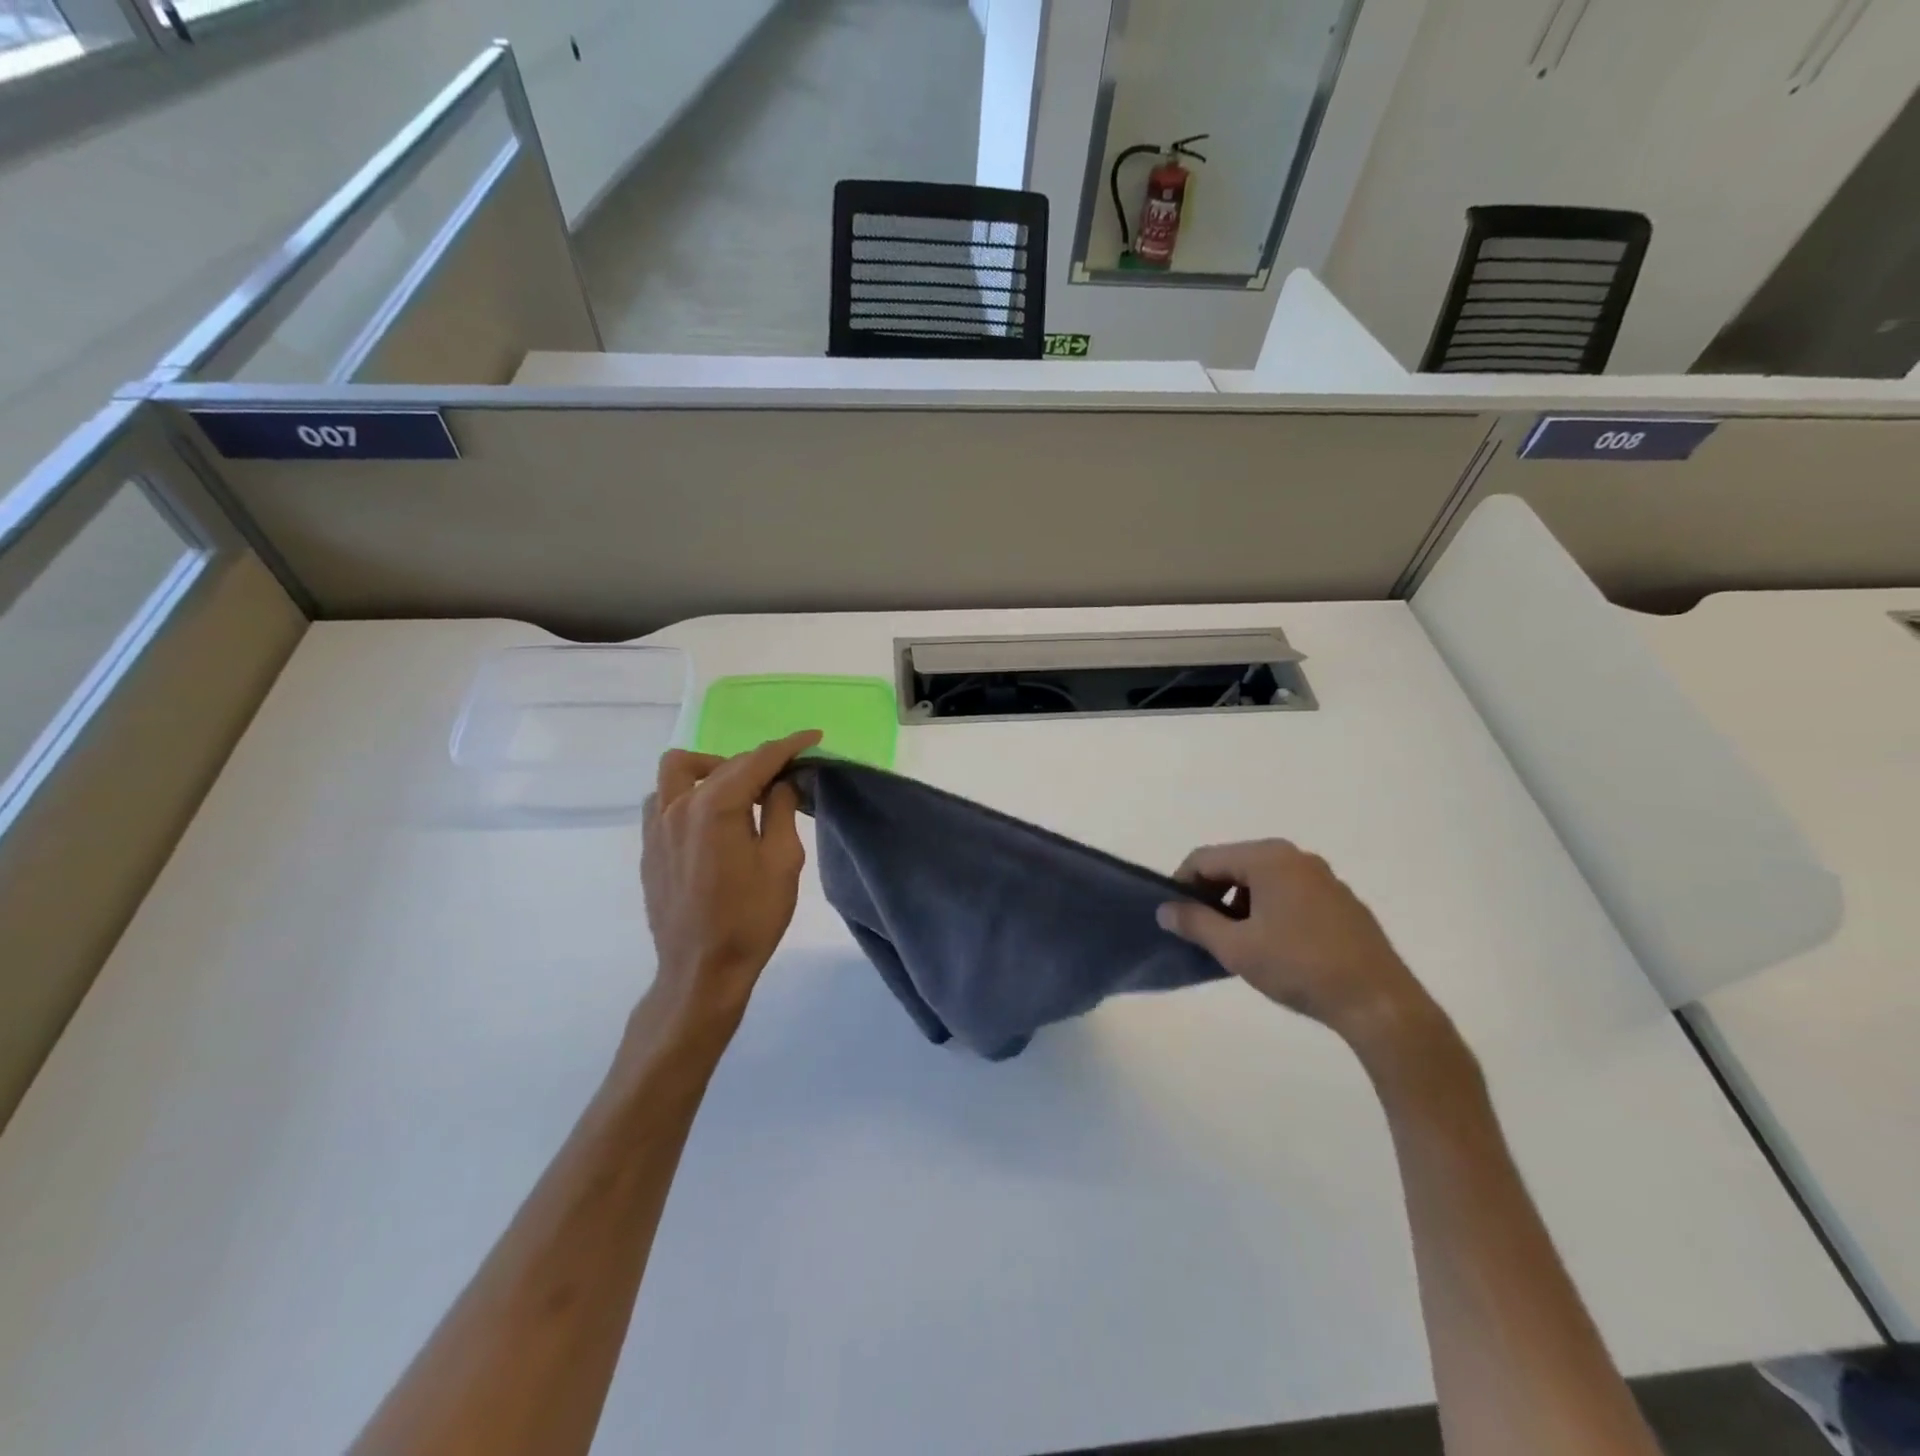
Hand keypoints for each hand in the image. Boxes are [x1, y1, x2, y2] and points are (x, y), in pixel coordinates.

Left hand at [639, 731, 821, 1030]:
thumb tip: (780, 782)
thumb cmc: (750, 918)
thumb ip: (780, 810)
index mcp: (714, 807)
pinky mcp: (648, 847)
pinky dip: (689, 794)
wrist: (701, 970)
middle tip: (786, 779)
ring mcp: (656, 827)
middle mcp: (678, 806)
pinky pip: (663, 800)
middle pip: (721, 763)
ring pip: (678, 771)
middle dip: (757, 762)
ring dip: (712, 770)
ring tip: (739, 793)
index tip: (813, 737)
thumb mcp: (783, 861)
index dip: (788, 746)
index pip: (757, 761)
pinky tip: (711, 820)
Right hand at [1157, 840, 1437, 1050]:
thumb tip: (1165, 910)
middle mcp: (1295, 857)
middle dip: (1211, 894)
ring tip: (1235, 942)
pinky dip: (1268, 910)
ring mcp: (1323, 878)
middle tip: (1201, 930)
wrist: (1378, 1001)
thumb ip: (1195, 923)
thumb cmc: (1299, 966)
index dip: (1181, 884)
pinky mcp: (1341, 901)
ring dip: (1239, 904)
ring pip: (1262, 880)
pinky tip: (1273, 946)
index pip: (1205, 858)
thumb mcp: (1236, 948)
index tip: (1174, 915)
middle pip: (1234, 865)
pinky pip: (1289, 893)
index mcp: (1267, 858)